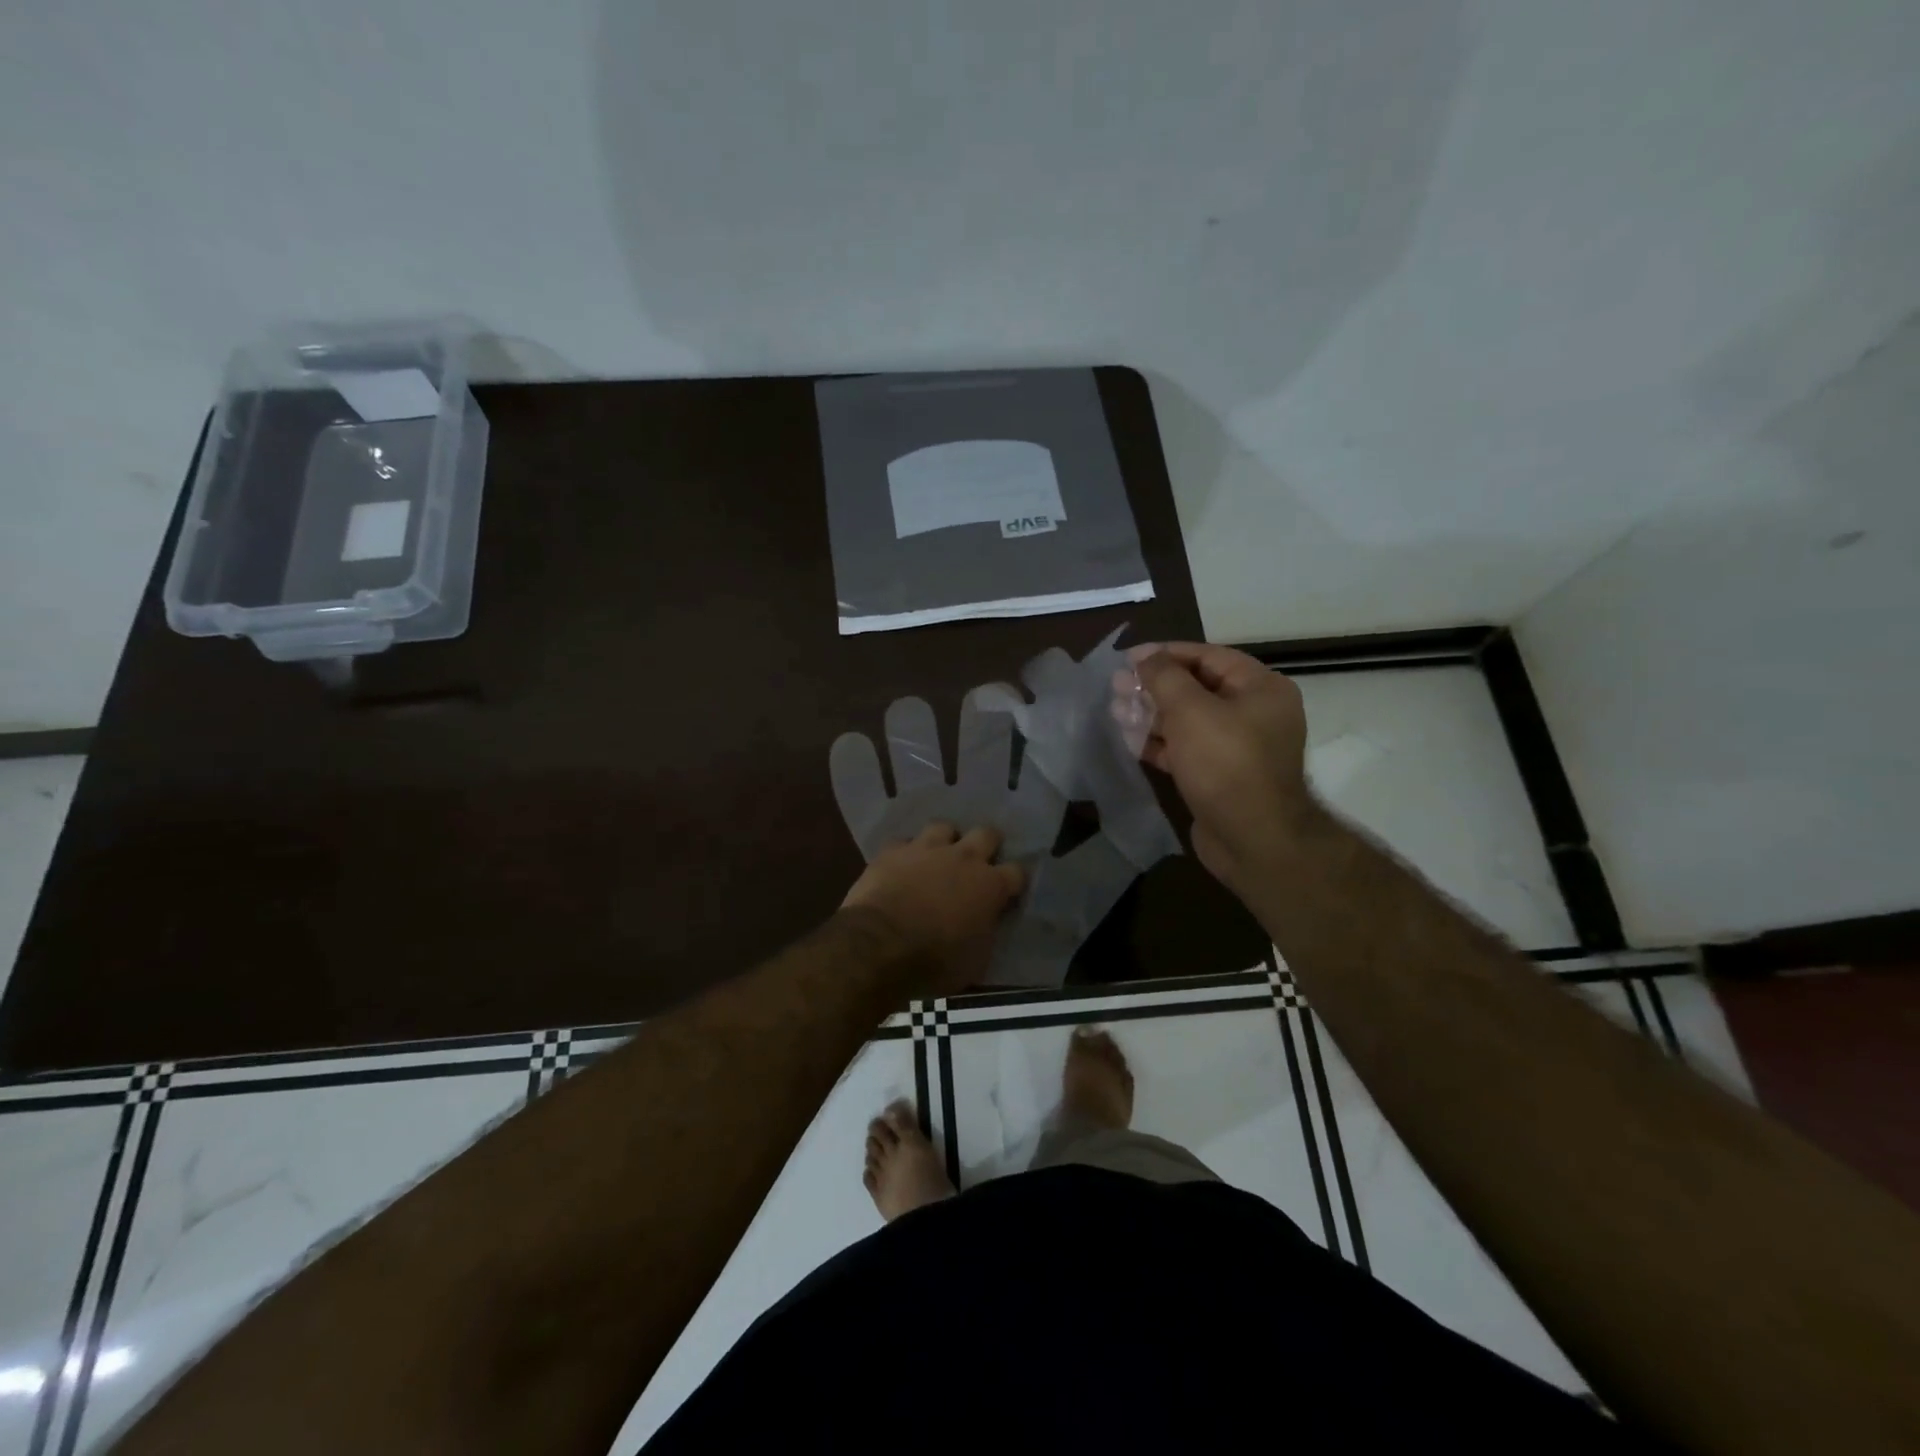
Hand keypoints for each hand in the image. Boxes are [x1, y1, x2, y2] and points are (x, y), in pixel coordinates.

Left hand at [840, 823, 1025, 996]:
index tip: (1007, 893)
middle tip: (977, 864)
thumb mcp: (976, 961)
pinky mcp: (893, 850)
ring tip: (937, 858)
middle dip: (986, 845)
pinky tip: (900, 867)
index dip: (1013, 882)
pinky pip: (903, 843)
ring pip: (944, 827)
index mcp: (990, 886)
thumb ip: (986, 933)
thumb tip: (985, 924)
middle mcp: (963, 858)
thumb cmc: (935, 962)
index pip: (1017, 872)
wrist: (880, 945)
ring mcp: (926, 849)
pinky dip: (905, 854)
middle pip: (987, 834)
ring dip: (944, 842)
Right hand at [1130, 643, 1316, 896]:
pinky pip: (1187, 750)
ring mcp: (1238, 747)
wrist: (1253, 839)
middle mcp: (1255, 713)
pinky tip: (1130, 741)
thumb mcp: (1191, 710)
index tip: (1128, 658)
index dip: (1166, 654)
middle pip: (1197, 688)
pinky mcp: (1221, 776)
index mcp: (1261, 688)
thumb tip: (1145, 656)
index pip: (1208, 656)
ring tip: (1115, 712)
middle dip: (1154, 687)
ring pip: (1188, 721)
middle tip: (1116, 687)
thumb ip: (1164, 677)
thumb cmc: (1225, 764)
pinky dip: (1160, 744)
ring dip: (1152, 715)